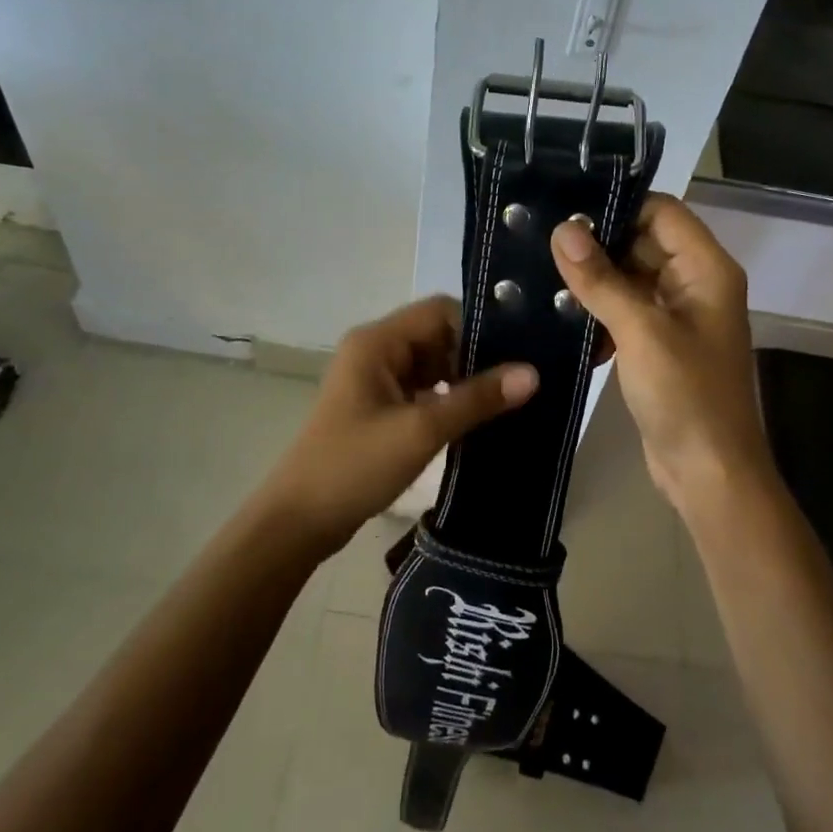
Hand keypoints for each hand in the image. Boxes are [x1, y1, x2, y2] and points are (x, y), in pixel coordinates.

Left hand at [260, 296, 537, 551]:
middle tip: (519, 382)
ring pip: (433, 364)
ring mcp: (375, 379)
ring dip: (464, 380)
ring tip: (507, 401)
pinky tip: (477, 420)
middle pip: (438, 336)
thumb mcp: (421, 430)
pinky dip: (448, 400)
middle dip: (476, 357)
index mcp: (377, 341)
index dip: (479, 329)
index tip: (518, 355)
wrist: (299, 520)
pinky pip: (423, 389)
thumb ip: (477, 399)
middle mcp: (375, 350)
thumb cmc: (354, 466)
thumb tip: (533, 373)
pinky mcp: (378, 406)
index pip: (440, 312)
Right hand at [551, 194, 773, 515]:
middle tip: (543, 246)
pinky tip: (566, 323)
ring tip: (544, 280)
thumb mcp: (641, 331)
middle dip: (598, 246)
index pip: (662, 212)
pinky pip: (627, 311)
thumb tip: (564, 229)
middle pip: (644, 243)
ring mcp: (678, 316)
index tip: (566, 214)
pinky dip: (600, 313)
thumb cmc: (685, 395)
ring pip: (631, 278)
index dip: (618, 207)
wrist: (708, 473)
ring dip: (595, 282)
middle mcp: (696, 284)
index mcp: (706, 270)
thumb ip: (601, 278)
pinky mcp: (660, 345)